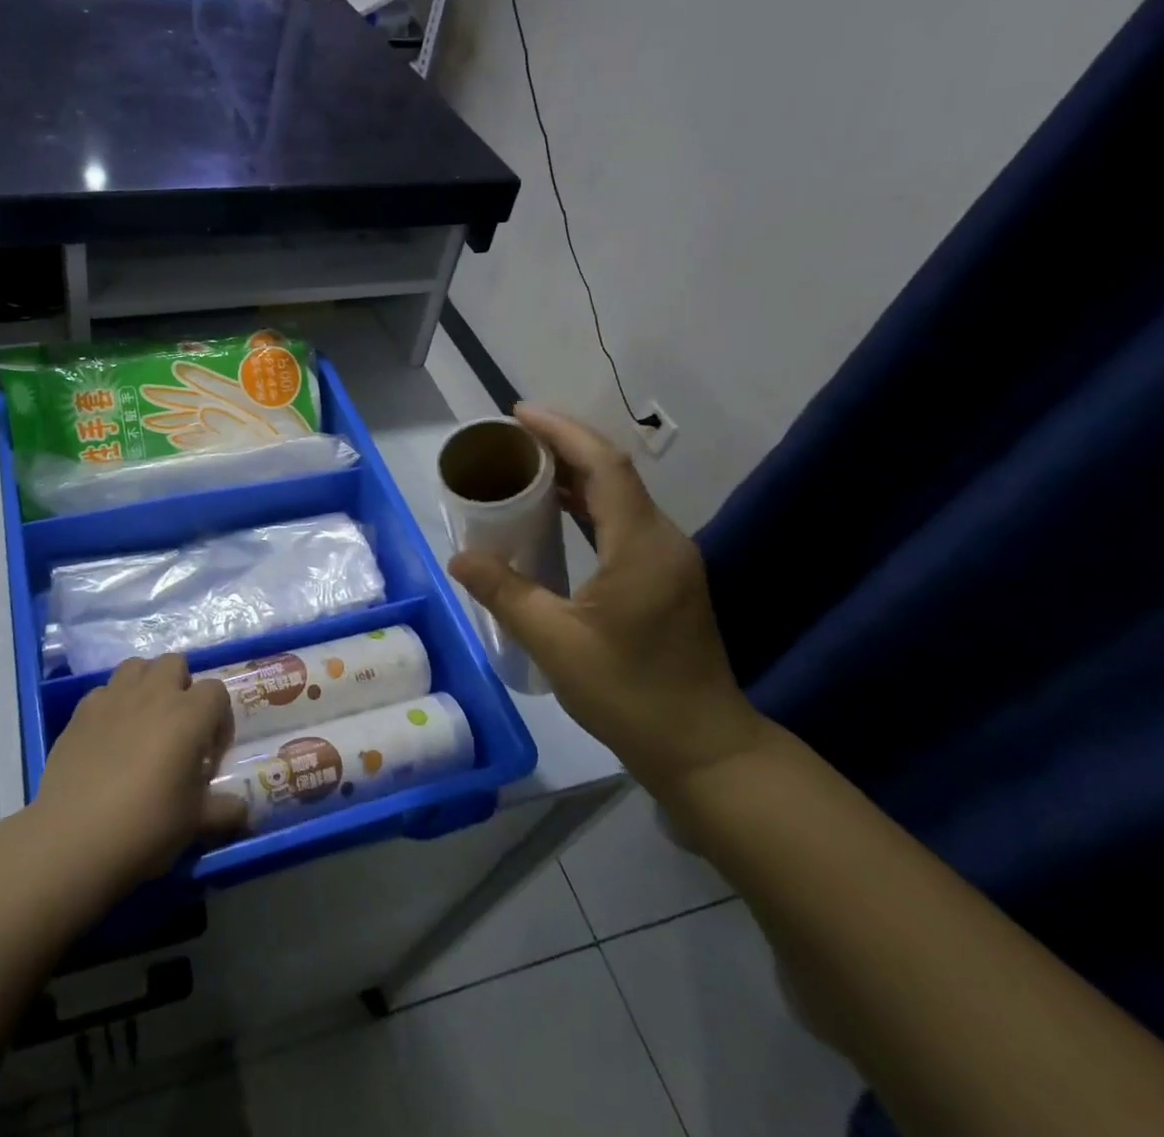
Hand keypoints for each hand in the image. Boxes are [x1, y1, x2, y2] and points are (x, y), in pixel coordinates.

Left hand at [32, 654, 247, 894]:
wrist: (73, 839)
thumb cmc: (146, 827)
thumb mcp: (195, 824)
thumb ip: (225, 811)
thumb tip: (243, 812)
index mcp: (189, 715)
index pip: (216, 691)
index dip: (218, 718)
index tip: (210, 752)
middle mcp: (153, 694)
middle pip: (175, 663)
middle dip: (181, 687)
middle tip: (177, 728)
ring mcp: (114, 697)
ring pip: (137, 666)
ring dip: (146, 685)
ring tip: (143, 721)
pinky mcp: (81, 710)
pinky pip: (103, 691)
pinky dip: (112, 704)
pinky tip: (108, 737)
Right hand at [447, 404, 768, 793]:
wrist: (704, 749)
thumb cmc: (631, 695)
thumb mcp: (556, 644)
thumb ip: (505, 593)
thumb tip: (459, 557)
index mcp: (642, 546)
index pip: (604, 465)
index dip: (562, 432)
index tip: (518, 415)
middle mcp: (662, 540)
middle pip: (612, 472)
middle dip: (562, 446)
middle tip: (509, 440)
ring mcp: (669, 559)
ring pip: (618, 496)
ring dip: (573, 474)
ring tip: (522, 467)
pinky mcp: (665, 577)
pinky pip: (622, 521)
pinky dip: (585, 504)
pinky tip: (554, 513)